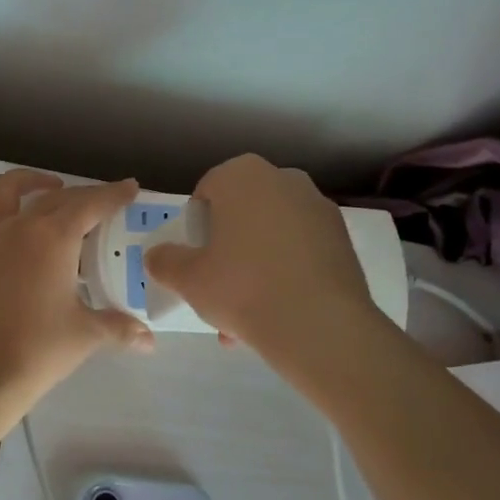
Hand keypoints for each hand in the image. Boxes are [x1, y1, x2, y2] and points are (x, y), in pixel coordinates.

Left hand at [0, 170, 154, 412]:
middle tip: (97, 204)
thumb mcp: (86, 335)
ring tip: (44, 190)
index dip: (113, 194)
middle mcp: (17, 226)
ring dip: (27, 183)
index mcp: (54, 238)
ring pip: (3, 191)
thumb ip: (119, 328)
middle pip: (53, 197)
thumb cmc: (38, 350)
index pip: (90, 204)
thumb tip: (149, 340)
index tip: (129, 187)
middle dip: (80, 194)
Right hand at [143, 154, 377, 360]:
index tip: (194, 260)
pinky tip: (277, 312)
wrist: (320, 324)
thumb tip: (157, 256)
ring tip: (245, 316)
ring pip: (271, 236)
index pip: (206, 191)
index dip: (194, 228)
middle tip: (217, 288)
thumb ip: (165, 261)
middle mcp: (283, 179)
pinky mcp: (343, 238)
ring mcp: (318, 207)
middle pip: (242, 213)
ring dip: (255, 267)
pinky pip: (300, 251)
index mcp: (242, 175)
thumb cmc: (242, 287)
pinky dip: (286, 273)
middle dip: (227, 249)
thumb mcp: (188, 278)